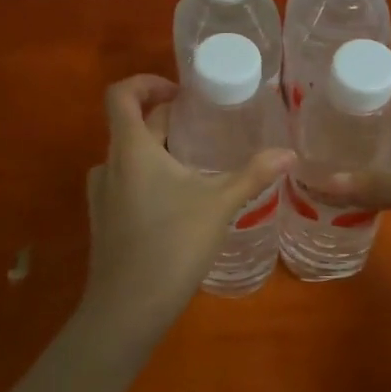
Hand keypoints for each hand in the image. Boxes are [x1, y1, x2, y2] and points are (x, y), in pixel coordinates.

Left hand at [80, 75, 294, 337]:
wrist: (127, 308)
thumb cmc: (173, 245)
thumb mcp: (219, 205)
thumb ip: (253, 174)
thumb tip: (289, 152)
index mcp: (131, 149)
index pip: (120, 95)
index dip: (146, 83)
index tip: (180, 93)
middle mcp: (109, 165)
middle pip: (132, 126)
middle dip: (168, 120)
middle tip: (206, 126)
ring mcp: (102, 195)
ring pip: (130, 158)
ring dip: (159, 151)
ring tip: (195, 164)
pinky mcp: (104, 221)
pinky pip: (126, 184)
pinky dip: (149, 178)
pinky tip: (178, 202)